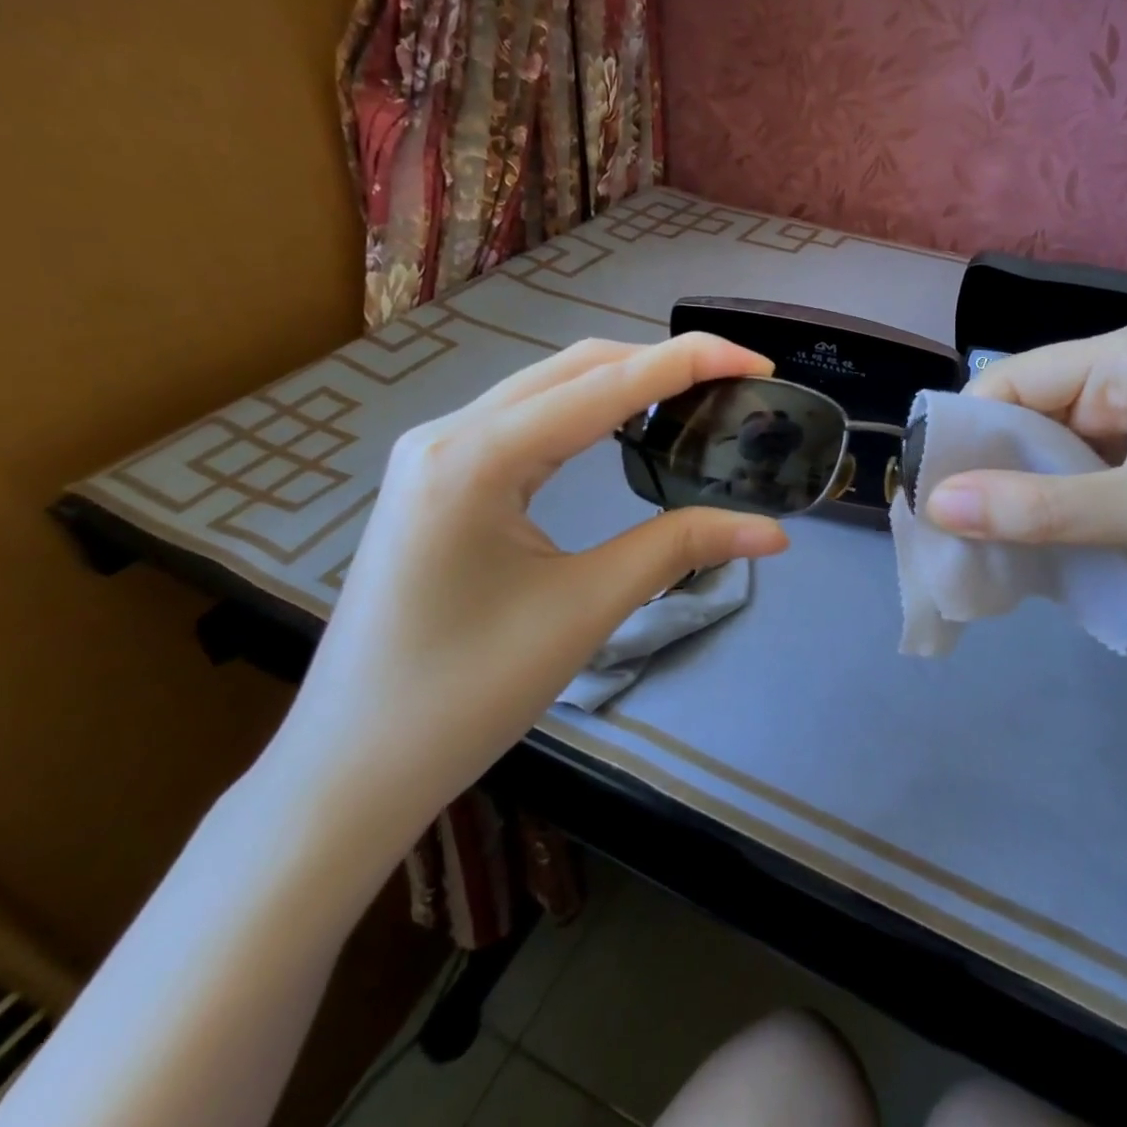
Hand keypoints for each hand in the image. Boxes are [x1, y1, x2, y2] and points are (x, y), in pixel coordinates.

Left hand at [266, 334, 790, 853]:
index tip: (757, 359)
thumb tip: (774, 532)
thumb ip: (679, 549)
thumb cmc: (466, 694)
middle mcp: (449, 432)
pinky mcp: (439, 478)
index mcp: (476, 456)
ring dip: (625, 381)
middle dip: (661, 362)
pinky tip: (626, 427)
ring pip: (548, 389)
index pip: (605, 383)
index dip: (689, 361)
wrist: (352, 767)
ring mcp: (436, 452)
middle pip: (575, 368)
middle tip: (736, 381)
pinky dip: (588, 411)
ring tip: (696, 396)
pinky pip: (526, 421)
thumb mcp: (585, 610)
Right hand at [926, 323, 1126, 621]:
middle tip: (948, 522)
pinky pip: (1070, 472)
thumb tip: (936, 505)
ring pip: (1044, 447)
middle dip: (990, 465)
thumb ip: (1036, 509)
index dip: (968, 431)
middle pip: (1026, 413)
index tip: (930, 490)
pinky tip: (1024, 534)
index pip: (1014, 381)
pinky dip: (1045, 502)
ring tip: (977, 534)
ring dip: (1015, 488)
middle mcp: (1124, 376)